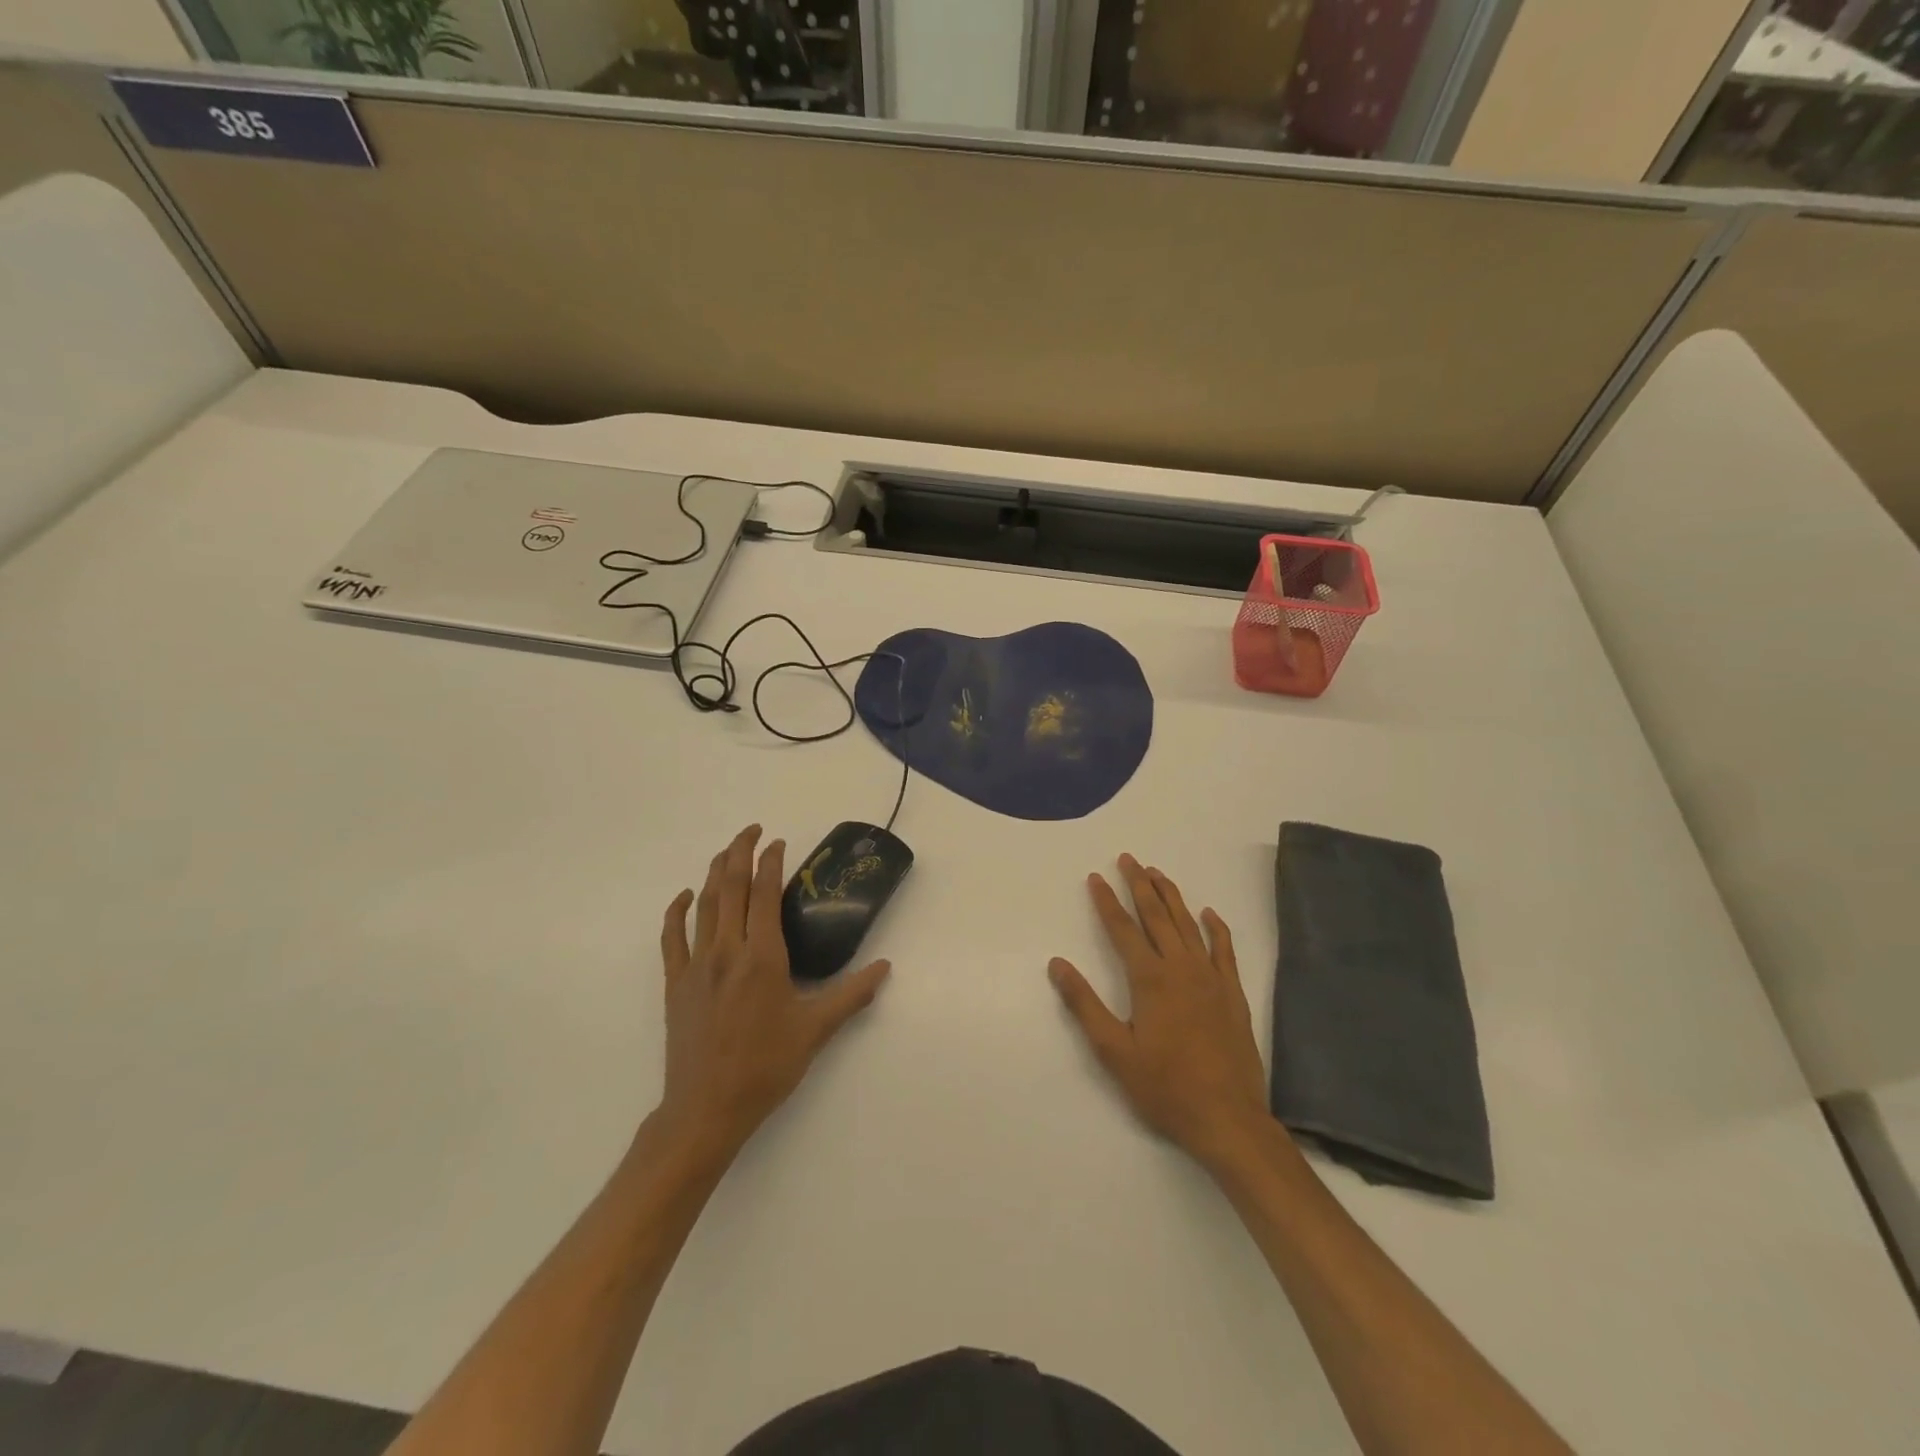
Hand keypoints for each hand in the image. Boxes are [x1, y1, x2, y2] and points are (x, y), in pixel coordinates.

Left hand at [654, 825, 890, 1161]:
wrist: (706, 1109)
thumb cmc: (765, 1067)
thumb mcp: (815, 1031)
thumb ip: (851, 995)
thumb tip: (884, 967)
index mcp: (762, 958)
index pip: (765, 894)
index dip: (771, 863)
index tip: (778, 843)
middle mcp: (727, 951)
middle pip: (731, 888)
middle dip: (740, 853)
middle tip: (752, 832)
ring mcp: (696, 966)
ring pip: (704, 905)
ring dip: (715, 872)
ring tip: (727, 852)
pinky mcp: (675, 983)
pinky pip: (672, 937)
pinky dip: (678, 911)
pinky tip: (686, 896)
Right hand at [1049, 855, 1271, 1170]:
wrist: (1227, 1118)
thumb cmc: (1164, 1087)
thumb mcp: (1113, 1050)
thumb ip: (1084, 1004)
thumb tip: (1057, 964)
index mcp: (1149, 979)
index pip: (1122, 929)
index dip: (1106, 901)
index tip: (1096, 877)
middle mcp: (1180, 968)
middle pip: (1156, 917)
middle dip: (1139, 885)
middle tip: (1129, 859)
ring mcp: (1211, 978)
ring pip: (1188, 925)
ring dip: (1171, 896)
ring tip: (1158, 873)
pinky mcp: (1233, 994)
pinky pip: (1224, 949)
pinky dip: (1215, 927)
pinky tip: (1208, 913)